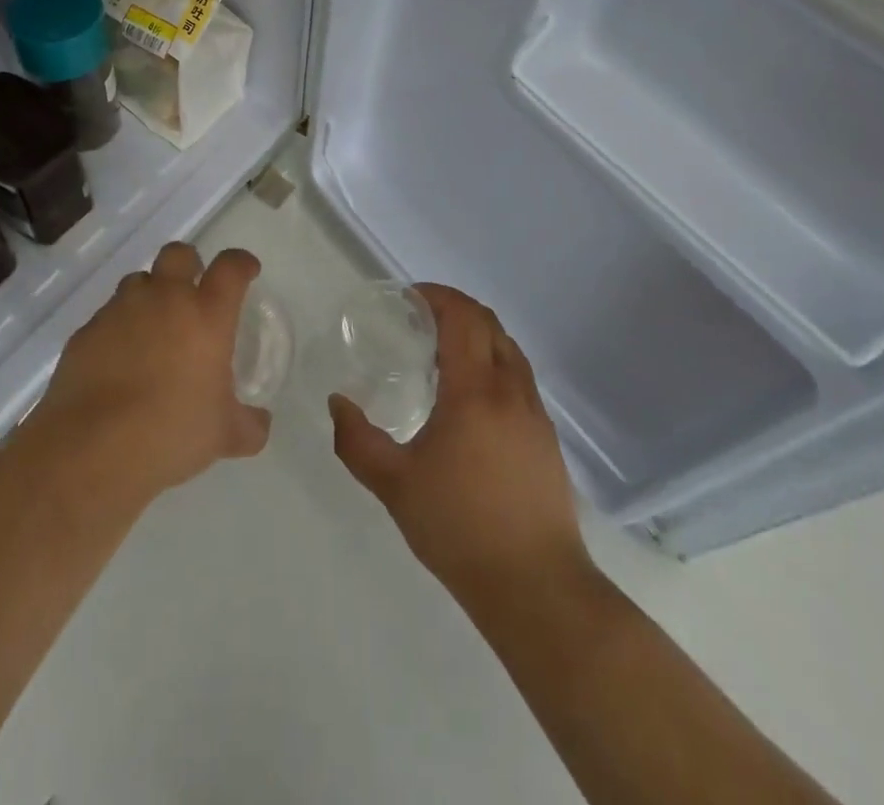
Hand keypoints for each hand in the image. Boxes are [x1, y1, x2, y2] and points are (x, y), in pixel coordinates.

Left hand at [26, 242, 269, 498]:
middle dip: (188, 263)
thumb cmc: (172, 434)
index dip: (241, 263)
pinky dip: (117, 328)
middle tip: (192, 289)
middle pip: (178, 254)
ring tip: (151, 328)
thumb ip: (249, 425)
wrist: (93, 449)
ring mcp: (120, 312)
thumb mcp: (225, 437)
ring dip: (149, 295)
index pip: (231, 268)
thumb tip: (260, 424)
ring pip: (137, 281)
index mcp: (206, 316)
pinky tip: (118, 360)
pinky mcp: (86, 331)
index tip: (246, 270)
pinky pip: (107, 316)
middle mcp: (164, 300)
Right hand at [330, 284, 590, 602]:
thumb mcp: (394, 485)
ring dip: (478, 334)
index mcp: (475, 391)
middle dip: (456, 308)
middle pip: (489, 324)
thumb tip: (337, 402)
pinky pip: (519, 377)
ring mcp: (534, 412)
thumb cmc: (459, 528)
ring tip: (443, 352)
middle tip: (420, 317)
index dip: (437, 296)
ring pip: (509, 349)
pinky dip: (493, 362)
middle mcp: (510, 390)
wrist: (536, 587)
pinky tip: (471, 397)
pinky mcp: (546, 437)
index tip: (409, 298)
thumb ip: (356, 440)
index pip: (463, 317)